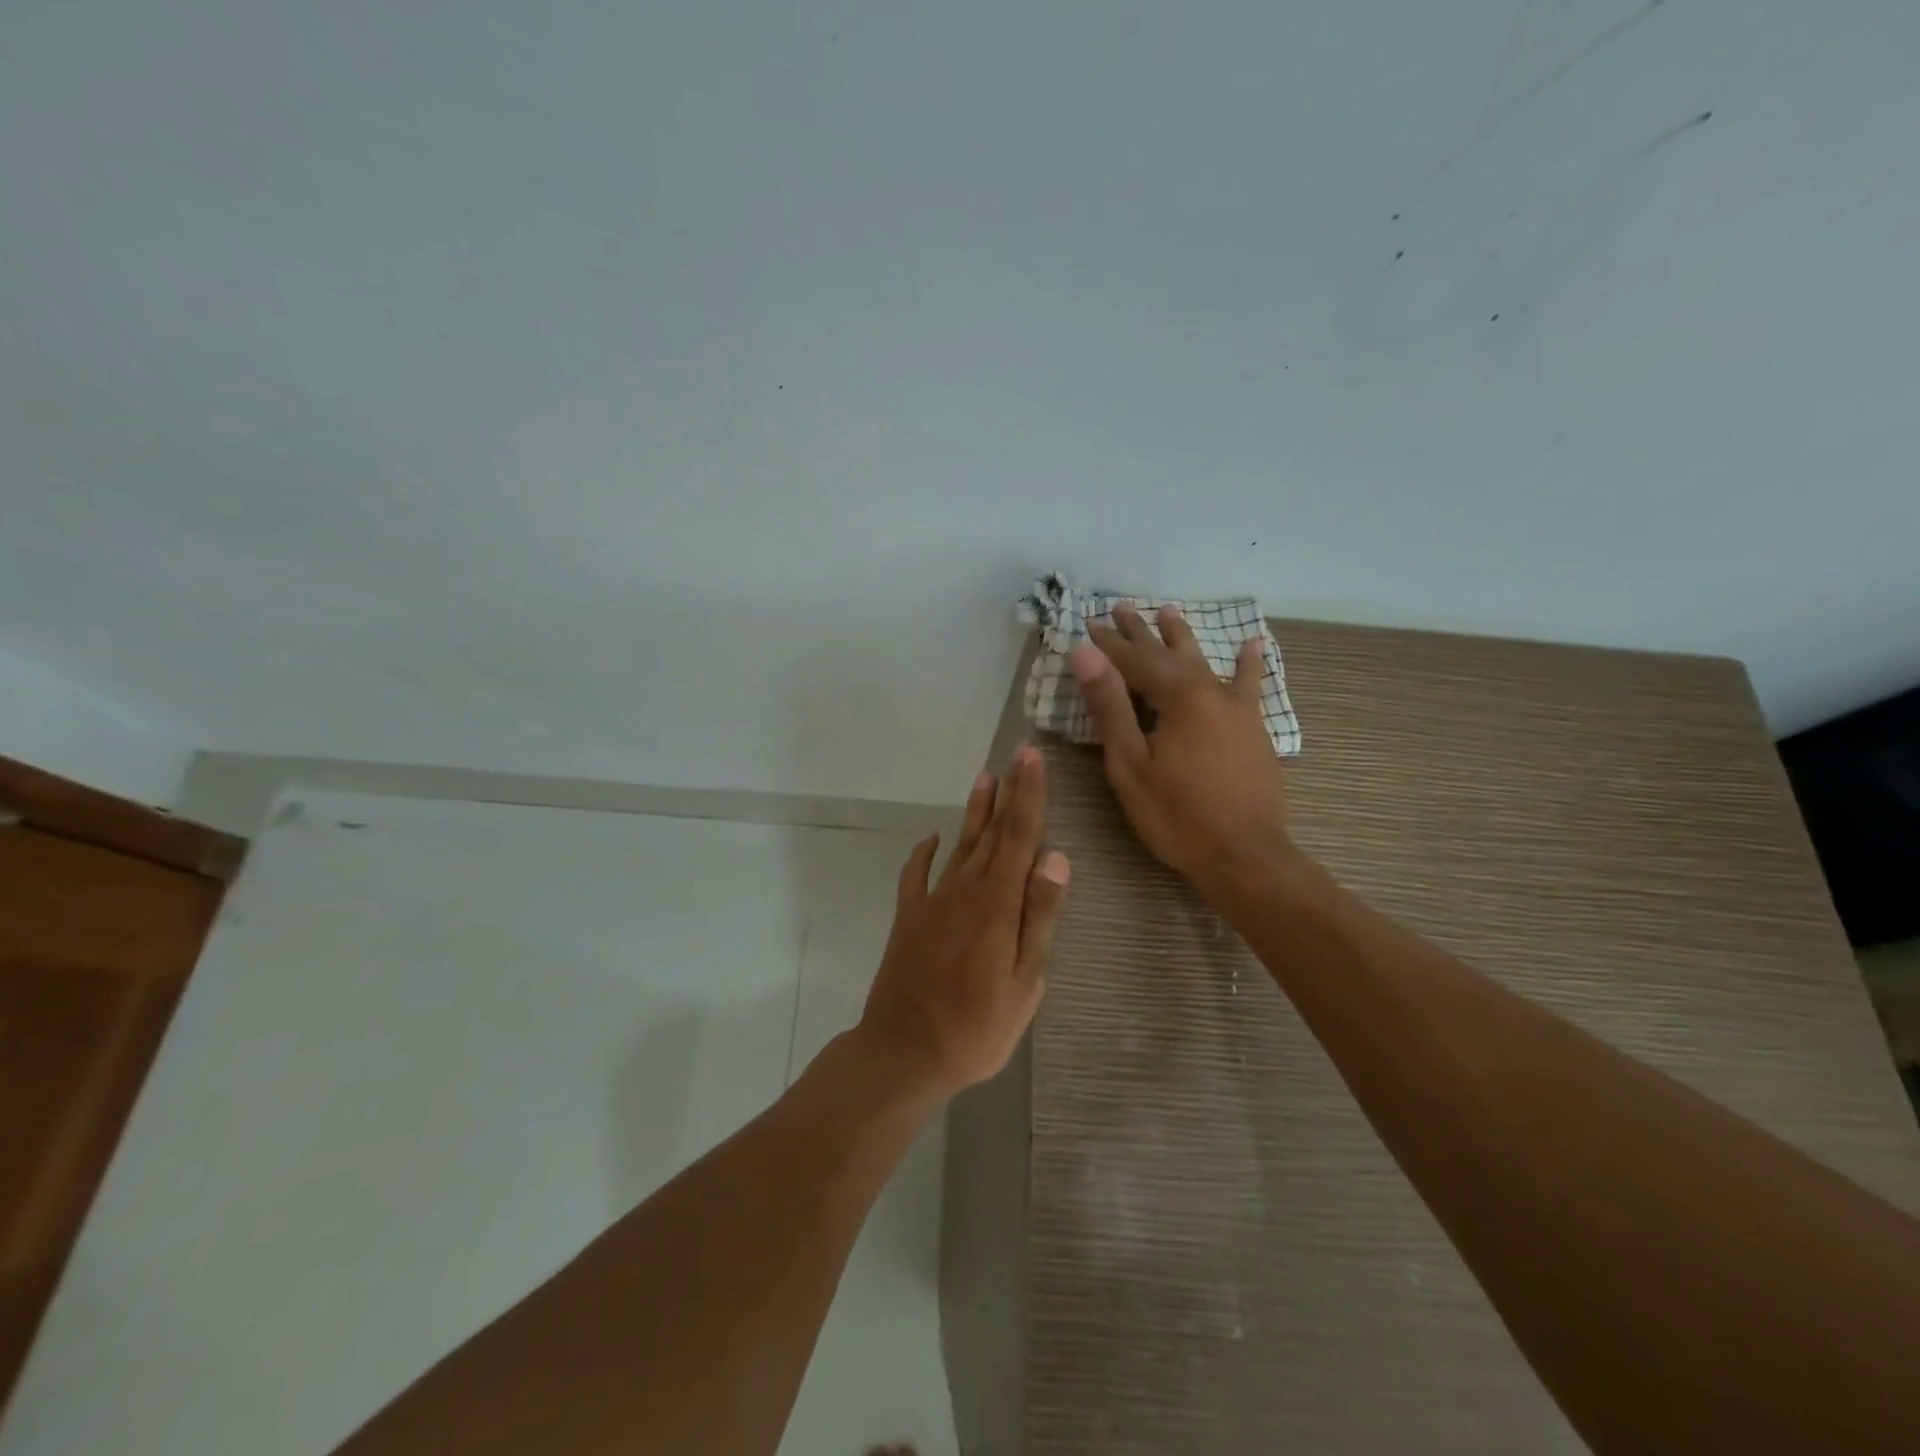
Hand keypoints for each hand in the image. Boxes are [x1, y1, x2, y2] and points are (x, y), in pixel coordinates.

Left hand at [857, 746, 1069, 1099]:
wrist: (904, 1051)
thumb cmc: (977, 1026)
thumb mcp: (1024, 982)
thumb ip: (1038, 917)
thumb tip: (1055, 858)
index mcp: (997, 903)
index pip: (1020, 836)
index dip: (1029, 794)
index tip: (1033, 757)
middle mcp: (965, 889)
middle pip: (992, 832)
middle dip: (1009, 791)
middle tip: (1018, 754)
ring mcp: (932, 901)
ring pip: (959, 845)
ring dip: (974, 812)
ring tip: (985, 779)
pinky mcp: (908, 918)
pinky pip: (916, 875)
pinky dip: (924, 853)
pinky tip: (932, 838)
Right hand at [1072, 602, 1296, 895]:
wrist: (1245, 856)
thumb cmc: (1176, 815)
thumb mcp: (1130, 764)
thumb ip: (1109, 705)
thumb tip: (1085, 653)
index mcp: (1177, 697)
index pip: (1133, 660)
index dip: (1108, 643)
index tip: (1087, 624)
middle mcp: (1210, 690)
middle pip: (1168, 653)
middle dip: (1141, 631)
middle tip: (1120, 607)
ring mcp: (1236, 707)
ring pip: (1203, 661)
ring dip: (1182, 637)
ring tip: (1168, 611)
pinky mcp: (1252, 726)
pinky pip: (1249, 684)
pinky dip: (1249, 663)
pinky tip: (1253, 644)